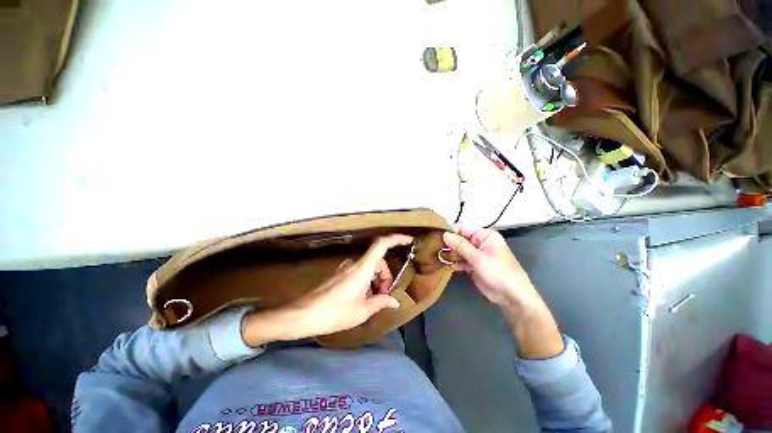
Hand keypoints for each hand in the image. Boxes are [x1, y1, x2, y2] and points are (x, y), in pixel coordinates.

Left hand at [241, 234, 412, 346]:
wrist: (303, 315)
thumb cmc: (335, 312)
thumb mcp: (362, 310)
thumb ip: (381, 302)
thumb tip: (394, 301)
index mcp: (362, 268)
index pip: (381, 245)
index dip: (396, 239)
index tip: (409, 241)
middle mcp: (354, 263)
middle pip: (378, 260)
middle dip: (386, 275)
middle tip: (385, 295)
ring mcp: (346, 268)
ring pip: (369, 267)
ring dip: (377, 280)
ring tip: (374, 299)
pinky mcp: (340, 274)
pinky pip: (360, 272)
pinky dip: (368, 281)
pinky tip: (364, 297)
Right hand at [442, 224, 539, 315]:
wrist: (511, 297)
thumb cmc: (498, 272)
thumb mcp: (478, 258)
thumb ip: (460, 245)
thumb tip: (445, 234)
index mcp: (485, 236)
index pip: (463, 228)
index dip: (451, 231)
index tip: (436, 236)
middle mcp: (480, 242)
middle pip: (460, 238)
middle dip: (449, 243)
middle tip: (434, 247)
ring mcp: (476, 254)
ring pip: (459, 250)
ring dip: (450, 253)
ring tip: (438, 256)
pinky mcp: (473, 265)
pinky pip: (461, 260)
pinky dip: (455, 262)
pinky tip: (447, 265)